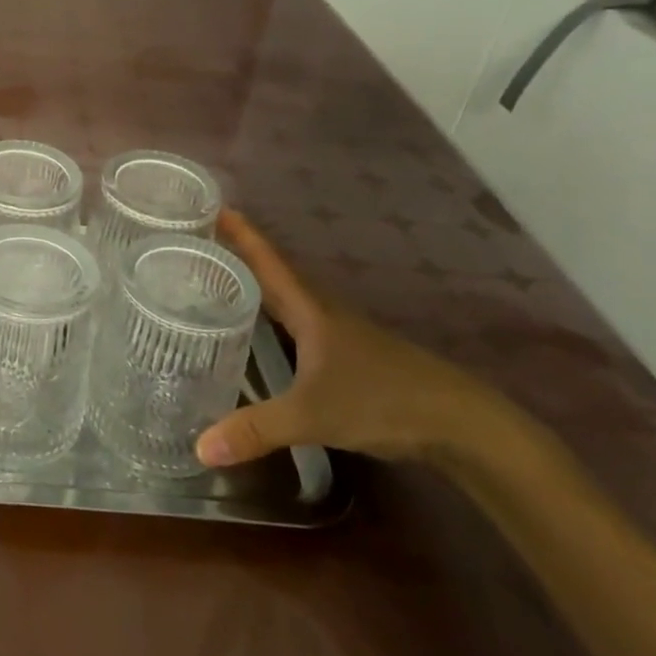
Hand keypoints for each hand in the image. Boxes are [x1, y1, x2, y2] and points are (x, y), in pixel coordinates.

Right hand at [196, 208, 499, 467]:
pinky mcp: (348, 354)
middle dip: (235, 255)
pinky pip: (296, 322)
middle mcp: (320, 311)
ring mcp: (337, 332)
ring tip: (214, 280)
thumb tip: (200, 449)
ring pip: (285, 298)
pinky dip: (270, 315)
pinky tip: (259, 331)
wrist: (461, 423)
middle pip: (271, 273)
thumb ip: (257, 430)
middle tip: (194, 242)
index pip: (265, 260)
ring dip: (253, 284)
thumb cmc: (383, 401)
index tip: (209, 205)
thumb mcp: (312, 416)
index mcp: (309, 308)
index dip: (238, 232)